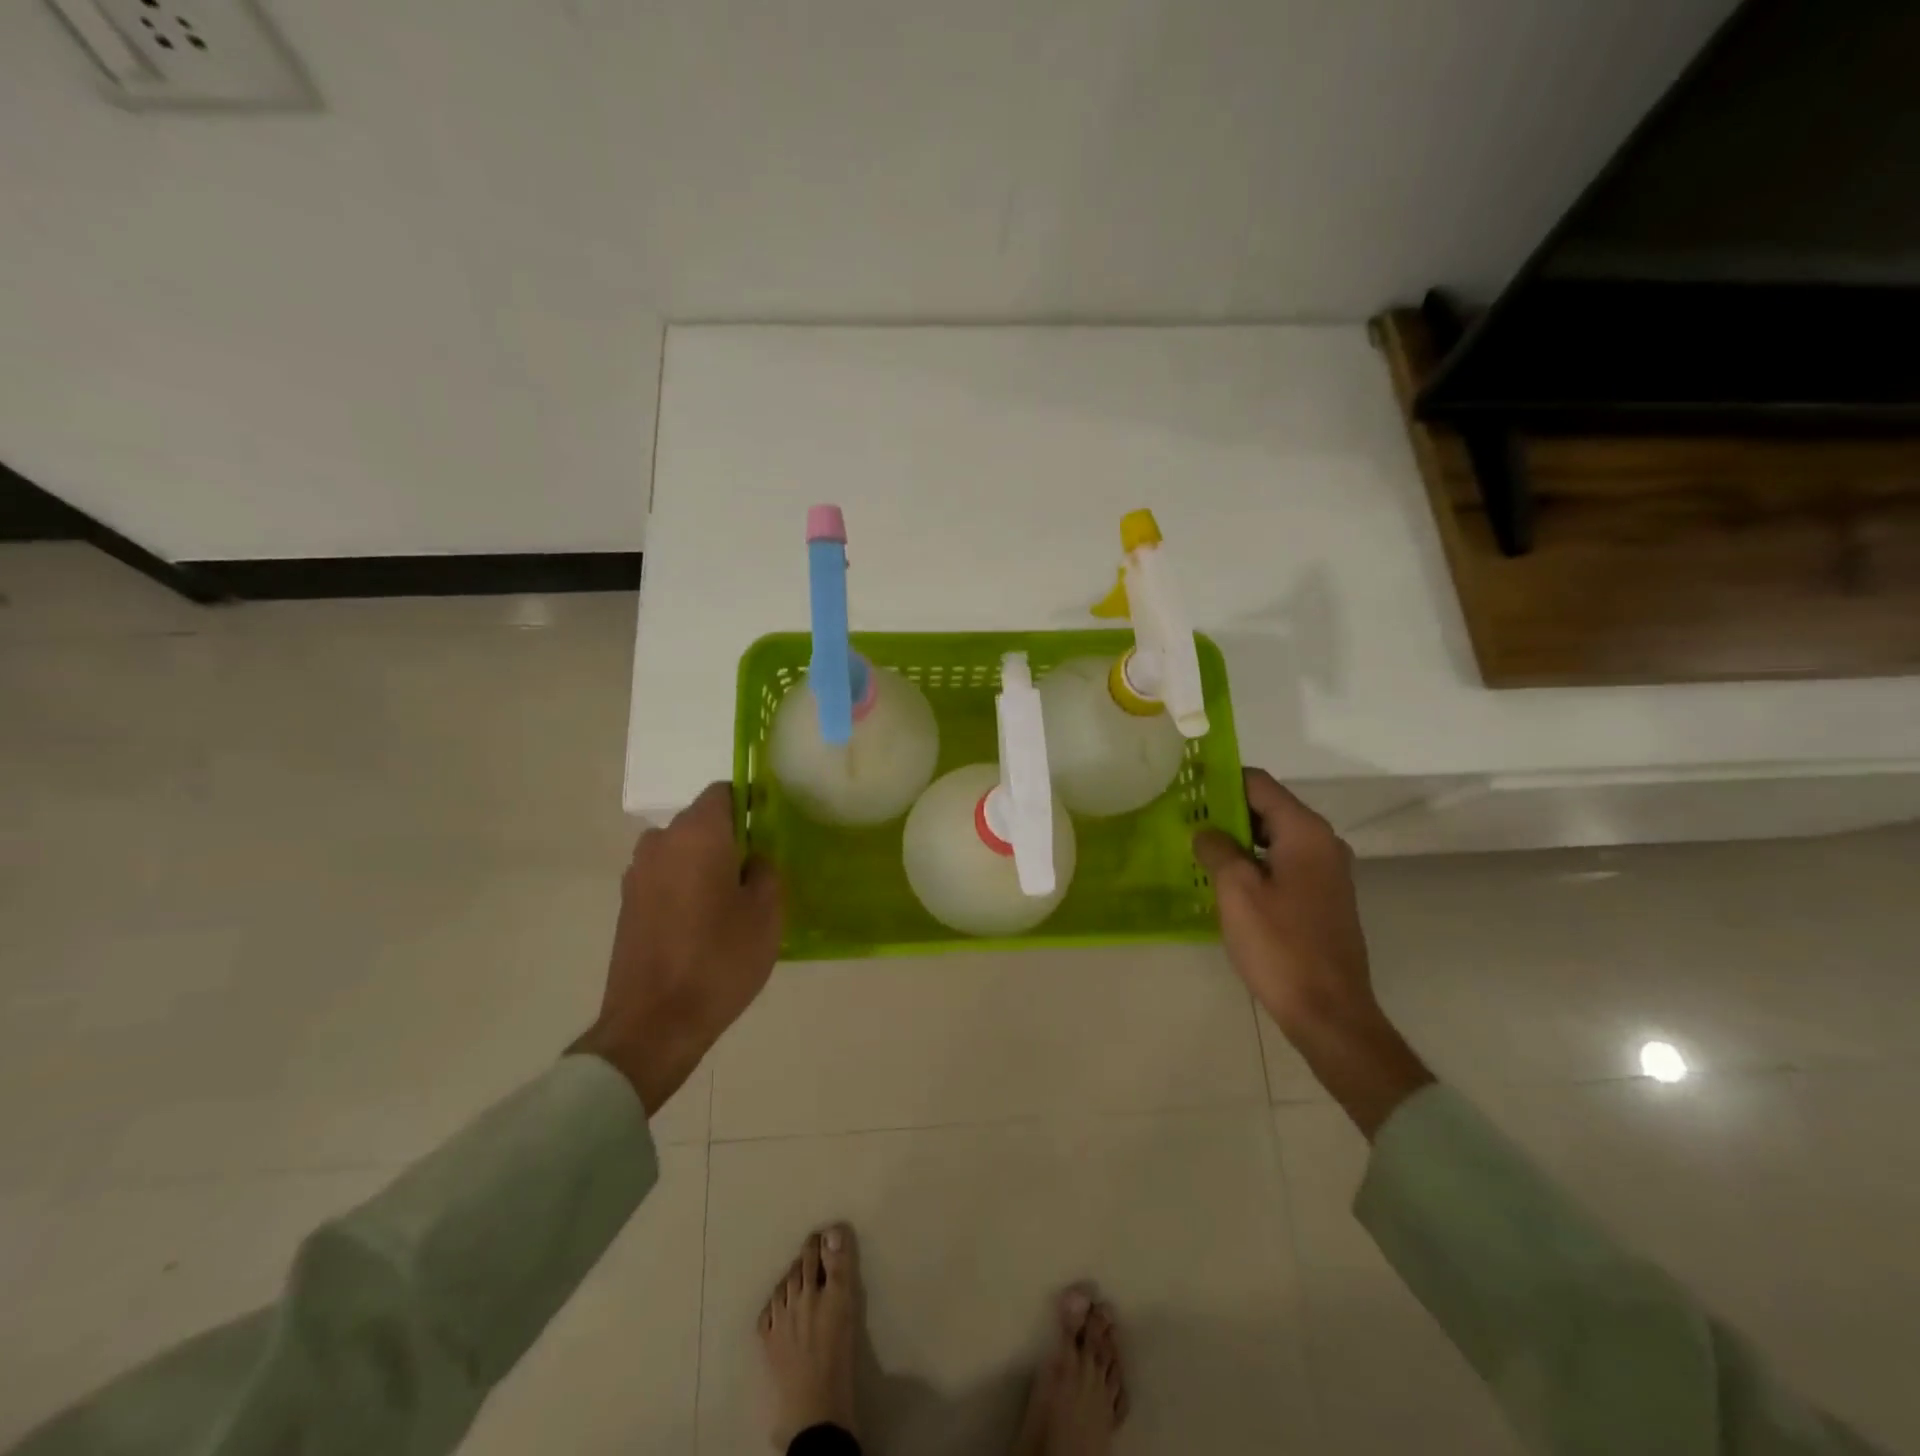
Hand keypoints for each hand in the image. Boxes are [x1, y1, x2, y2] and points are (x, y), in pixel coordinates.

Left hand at [572, 783, 782, 1115]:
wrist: (654, 1023)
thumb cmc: (720, 959)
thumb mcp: (767, 912)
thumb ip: (765, 870)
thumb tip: (752, 859)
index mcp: (697, 833)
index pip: (724, 792)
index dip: (750, 803)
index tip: (769, 832)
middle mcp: (660, 842)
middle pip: (702, 823)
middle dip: (730, 839)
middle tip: (757, 875)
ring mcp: (637, 874)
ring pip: (682, 852)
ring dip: (705, 865)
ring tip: (730, 904)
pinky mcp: (627, 905)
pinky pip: (665, 879)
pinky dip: (685, 888)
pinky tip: (703, 925)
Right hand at [1194, 769, 1432, 1137]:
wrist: (1329, 1011)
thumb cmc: (1280, 945)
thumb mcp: (1236, 891)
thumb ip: (1217, 849)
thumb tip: (1206, 831)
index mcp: (1305, 832)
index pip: (1259, 784)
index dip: (1221, 779)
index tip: (1186, 786)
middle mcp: (1323, 843)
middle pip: (1269, 808)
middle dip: (1226, 809)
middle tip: (1184, 818)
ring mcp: (1327, 871)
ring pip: (1275, 837)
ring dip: (1238, 837)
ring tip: (1197, 846)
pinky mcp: (1323, 897)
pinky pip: (1283, 862)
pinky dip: (1255, 860)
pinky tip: (1225, 878)